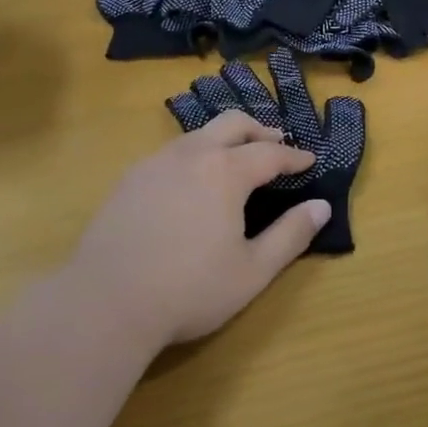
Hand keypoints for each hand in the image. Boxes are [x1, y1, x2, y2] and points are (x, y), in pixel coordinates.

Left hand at [69, 112, 329, 349]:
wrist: (105, 302)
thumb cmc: (189, 290)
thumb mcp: (252, 271)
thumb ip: (291, 235)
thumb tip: (322, 206)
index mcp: (226, 171)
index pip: (270, 153)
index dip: (294, 156)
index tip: (309, 160)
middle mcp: (192, 154)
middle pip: (233, 124)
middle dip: (260, 130)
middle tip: (276, 143)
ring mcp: (156, 162)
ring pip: (198, 134)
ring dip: (225, 139)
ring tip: (236, 159)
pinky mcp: (130, 178)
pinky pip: (172, 152)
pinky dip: (195, 154)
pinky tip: (191, 181)